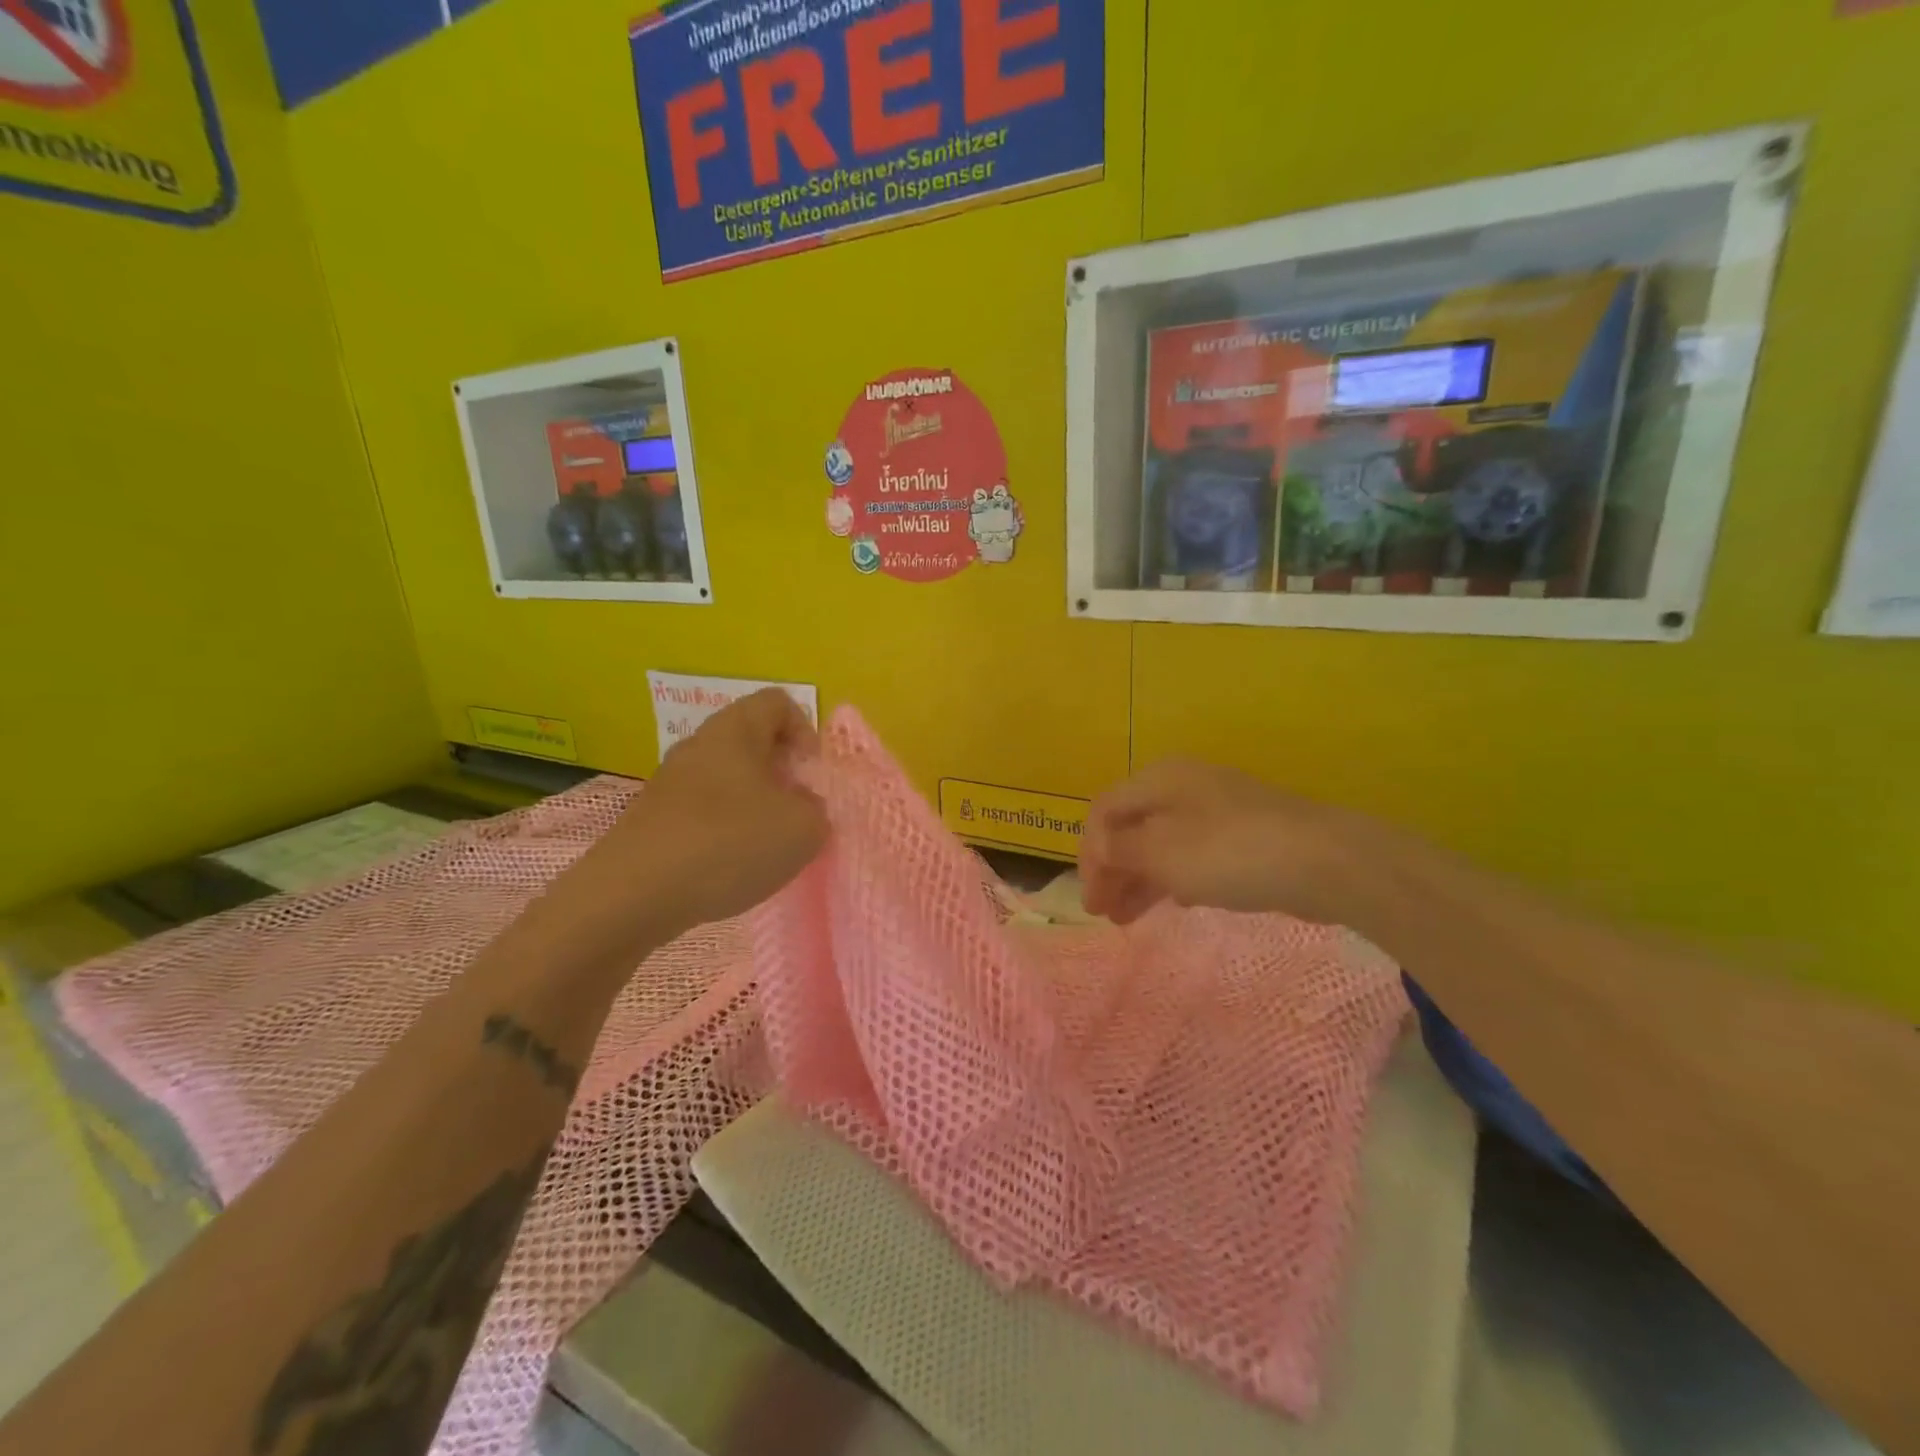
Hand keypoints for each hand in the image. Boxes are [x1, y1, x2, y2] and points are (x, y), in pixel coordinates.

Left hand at [573, 690, 827, 939]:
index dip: (805, 731)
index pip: (778, 702)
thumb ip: (816, 811)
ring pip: (726, 777)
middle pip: (751, 740)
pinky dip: (723, 829)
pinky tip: (728, 866)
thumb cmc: (728, 844)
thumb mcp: (803, 829)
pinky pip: (702, 809)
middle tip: (796, 811)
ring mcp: (670, 781)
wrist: (633, 894)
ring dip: (753, 804)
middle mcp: (699, 744)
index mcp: (736, 730)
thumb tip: (802, 807)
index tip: (811, 774)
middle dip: (781, 772)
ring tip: (765, 845)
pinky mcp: (652, 817)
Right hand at [1079, 759, 1374, 926]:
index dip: (1089, 854)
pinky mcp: (1243, 836)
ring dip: (1139, 879)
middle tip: (1103, 912)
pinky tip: (1174, 903)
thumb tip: (1098, 849)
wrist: (1324, 860)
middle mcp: (1183, 787)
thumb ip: (1120, 850)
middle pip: (1132, 827)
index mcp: (1159, 780)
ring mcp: (1217, 810)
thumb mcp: (1162, 852)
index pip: (1104, 811)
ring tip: (1126, 919)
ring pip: (1162, 844)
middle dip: (1112, 870)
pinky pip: (1194, 855)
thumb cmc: (1229, 852)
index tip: (1090, 898)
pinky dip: (1174, 878)